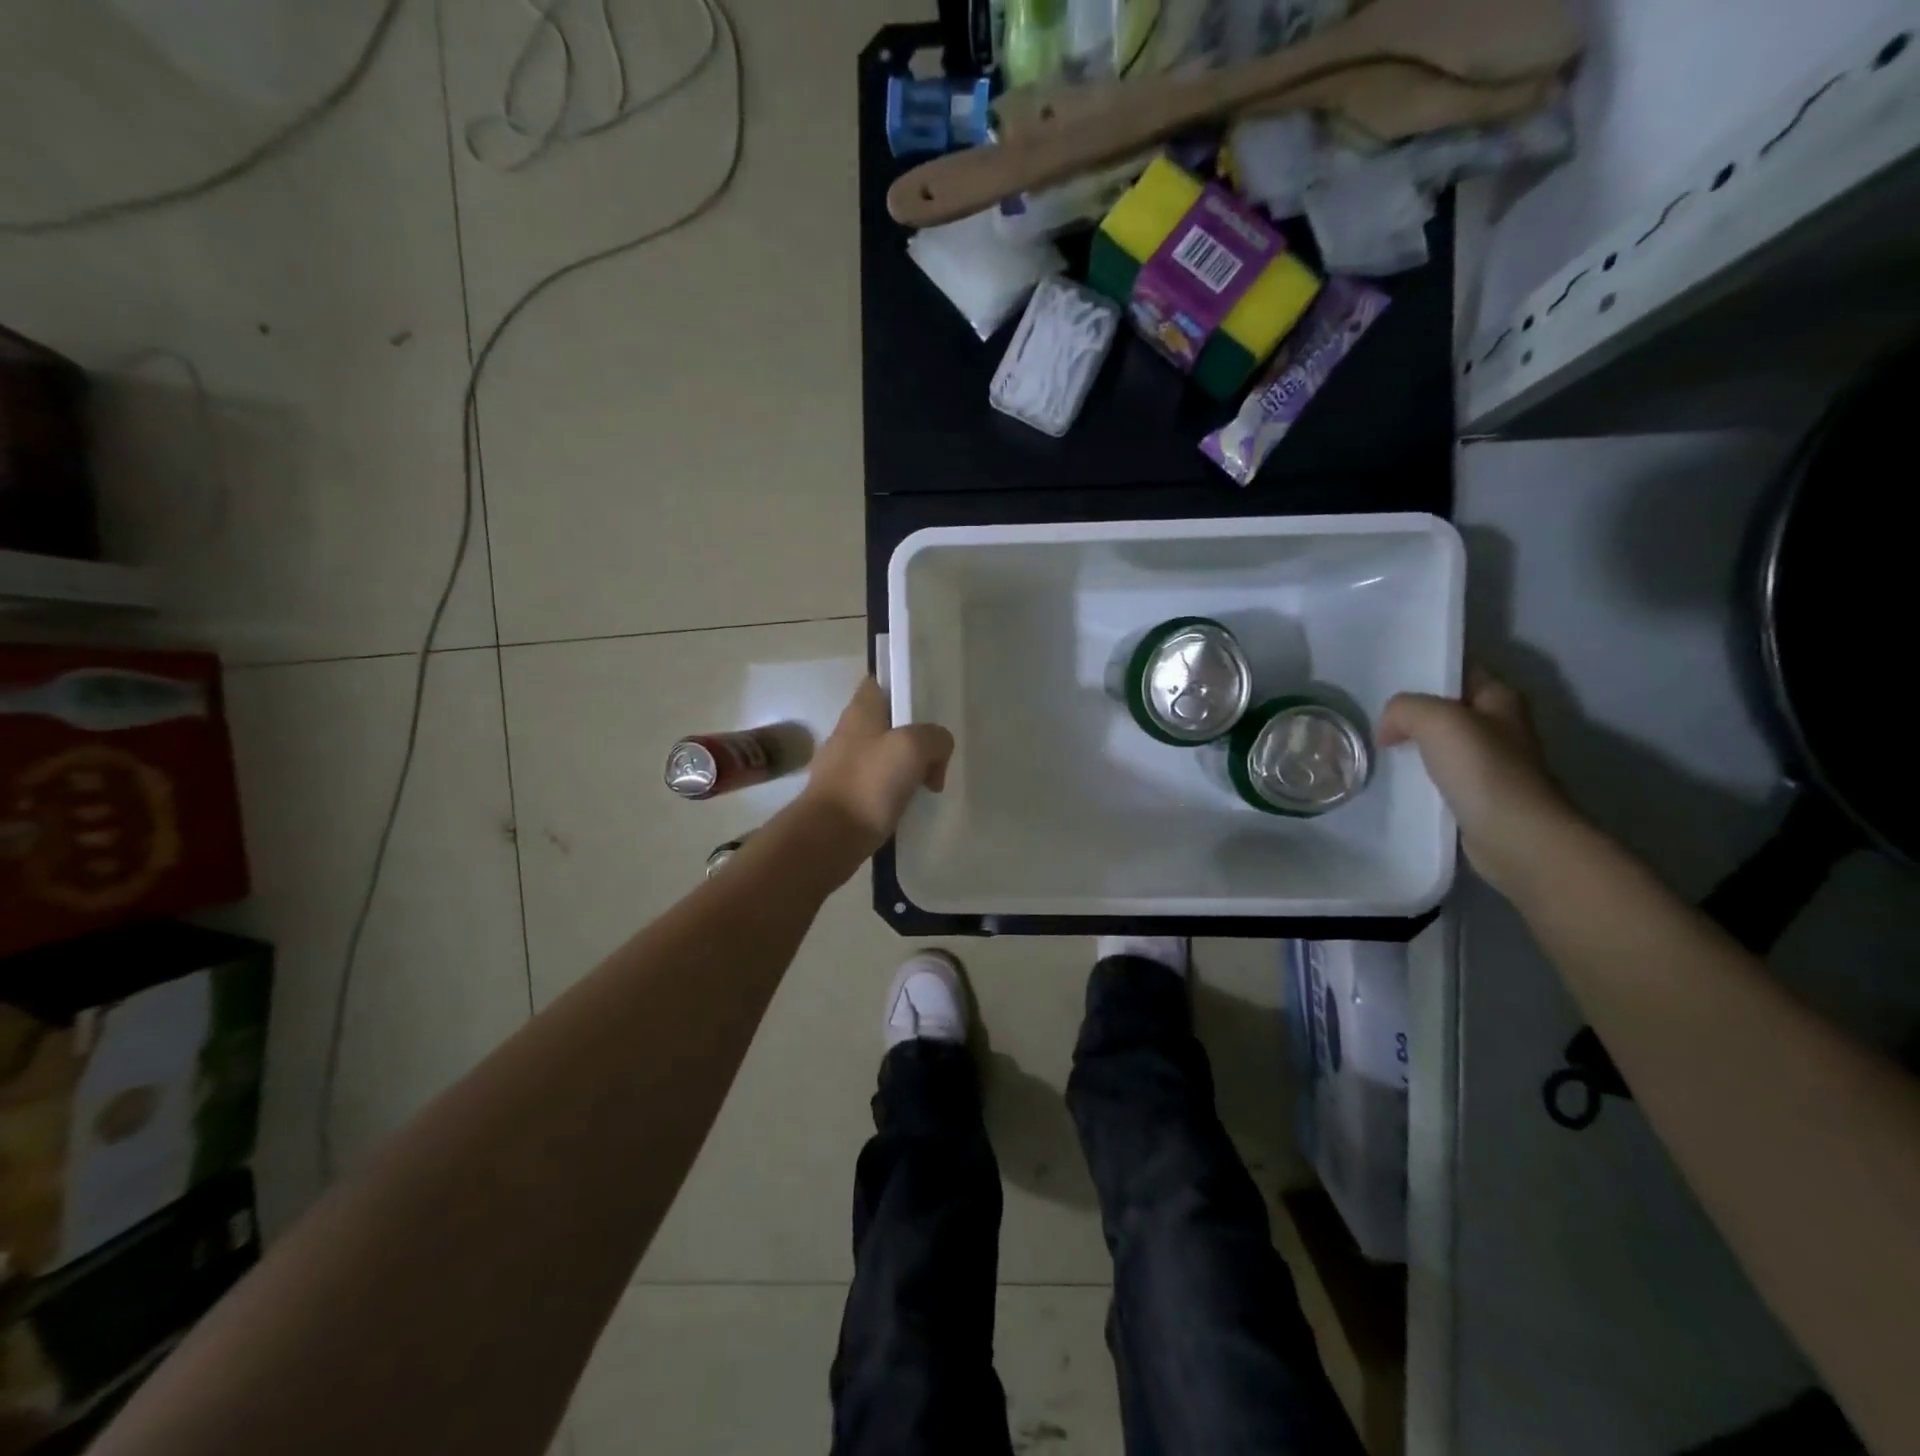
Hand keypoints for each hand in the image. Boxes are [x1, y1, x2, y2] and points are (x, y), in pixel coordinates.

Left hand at [799, 679, 954, 858]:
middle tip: (938, 754)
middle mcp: (849, 732)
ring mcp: (846, 766)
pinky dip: (897, 793)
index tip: (928, 706)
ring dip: (909, 768)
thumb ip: (935, 738)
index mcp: (860, 710)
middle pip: (890, 723)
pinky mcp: (847, 796)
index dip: (904, 689)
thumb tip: (936, 754)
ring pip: (886, 756)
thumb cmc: (869, 783)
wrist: (830, 837)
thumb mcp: (914, 747)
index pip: (881, 683)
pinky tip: (911, 806)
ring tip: (930, 784)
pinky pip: (880, 786)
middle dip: (915, 736)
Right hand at [1379, 667, 1581, 896]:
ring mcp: (1490, 762)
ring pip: (1440, 742)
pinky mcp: (1477, 794)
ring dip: (1412, 744)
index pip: (1459, 670)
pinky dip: (1418, 774)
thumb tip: (1388, 729)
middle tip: (1373, 715)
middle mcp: (1500, 725)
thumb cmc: (1482, 769)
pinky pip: (1439, 773)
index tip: (1387, 678)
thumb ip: (1404, 709)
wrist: (1514, 836)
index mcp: (1500, 698)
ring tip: (1376, 746)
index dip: (1425, 670)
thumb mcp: (1435, 720)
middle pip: (1446, 707)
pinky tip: (1394, 778)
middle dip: (1412, 710)